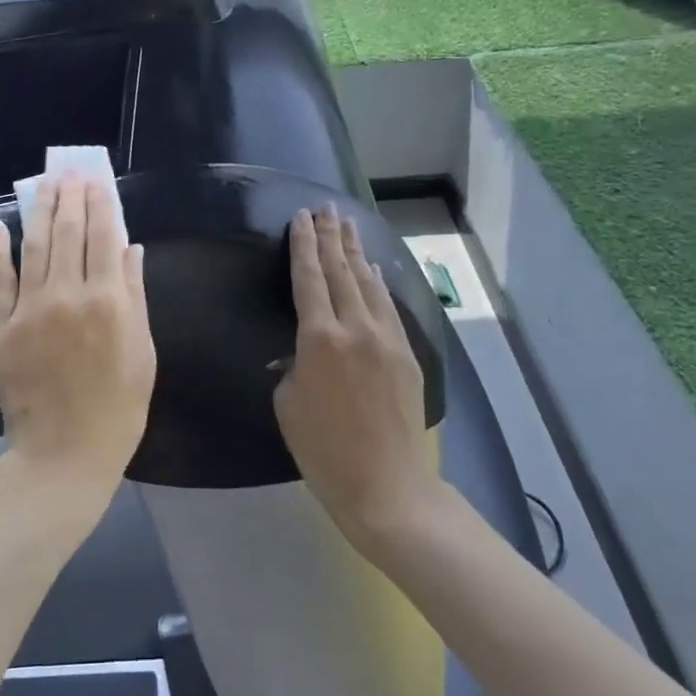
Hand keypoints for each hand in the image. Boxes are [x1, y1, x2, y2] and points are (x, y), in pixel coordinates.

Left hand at [0, 174, 155, 512]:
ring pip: (35, 246)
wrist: (64, 454)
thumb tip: (131, 249)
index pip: (104, 236)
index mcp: (108, 301)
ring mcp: (29, 310)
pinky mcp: (0, 328)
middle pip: (69, 232)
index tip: (96, 181)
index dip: (101, 204)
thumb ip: (136, 295)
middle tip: (69, 172)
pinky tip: (3, 226)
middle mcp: (67, 295)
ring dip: (40, 210)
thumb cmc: (118, 407)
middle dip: (70, 197)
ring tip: (44, 184)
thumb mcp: (143, 351)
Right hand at [275, 207, 443, 551]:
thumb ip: (293, 365)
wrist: (387, 486)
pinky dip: (378, 282)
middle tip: (325, 208)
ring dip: (356, 252)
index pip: (309, 278)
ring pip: (368, 282)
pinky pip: (388, 306)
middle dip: (331, 236)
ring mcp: (387, 338)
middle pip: (341, 270)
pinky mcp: (407, 353)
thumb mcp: (288, 404)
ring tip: (347, 225)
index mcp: (319, 339)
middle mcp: (355, 327)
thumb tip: (303, 350)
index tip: (301, 218)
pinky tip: (373, 269)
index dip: (304, 245)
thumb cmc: (324, 451)